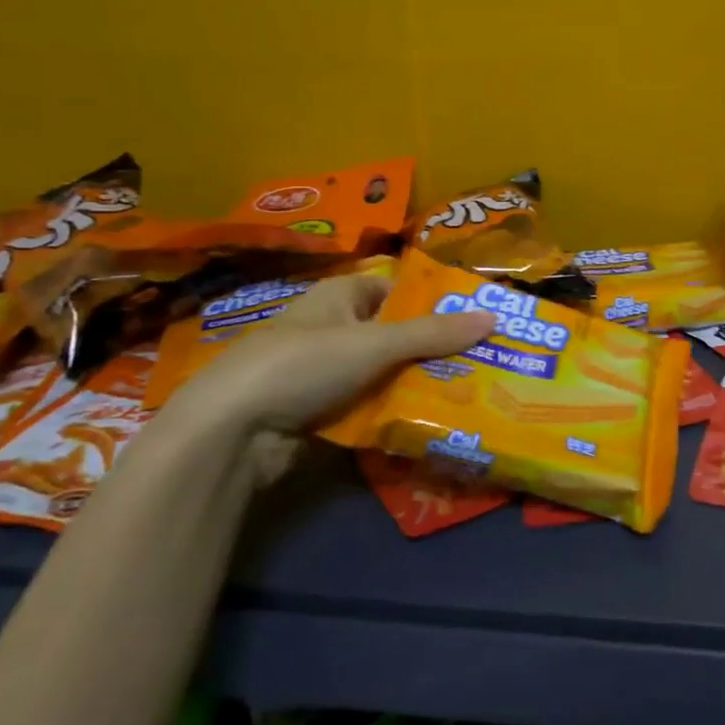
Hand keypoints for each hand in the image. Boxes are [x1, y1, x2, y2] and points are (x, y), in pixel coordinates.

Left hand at [171, 273, 493, 437]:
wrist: (230, 432)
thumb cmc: (303, 365)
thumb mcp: (375, 344)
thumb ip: (434, 334)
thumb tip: (494, 316)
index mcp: (340, 296)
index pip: (399, 291)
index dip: (436, 302)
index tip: (478, 319)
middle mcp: (333, 328)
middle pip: (397, 335)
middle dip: (435, 350)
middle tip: (485, 362)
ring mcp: (324, 373)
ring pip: (386, 373)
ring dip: (418, 384)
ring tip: (471, 393)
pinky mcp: (319, 412)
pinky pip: (369, 405)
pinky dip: (395, 412)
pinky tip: (431, 422)